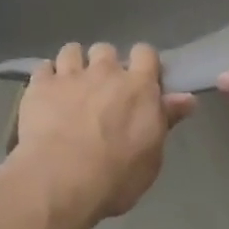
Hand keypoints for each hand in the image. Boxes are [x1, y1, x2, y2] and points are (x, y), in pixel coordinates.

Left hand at [6, 43, 195, 228]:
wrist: (60, 179)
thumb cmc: (115, 177)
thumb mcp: (151, 157)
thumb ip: (165, 120)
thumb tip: (187, 98)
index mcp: (137, 86)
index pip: (145, 53)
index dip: (143, 63)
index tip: (141, 80)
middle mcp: (104, 71)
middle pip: (105, 50)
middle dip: (104, 65)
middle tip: (102, 91)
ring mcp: (70, 74)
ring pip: (72, 50)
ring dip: (74, 65)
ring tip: (71, 87)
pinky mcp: (41, 83)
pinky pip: (43, 67)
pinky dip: (46, 78)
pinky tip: (45, 94)